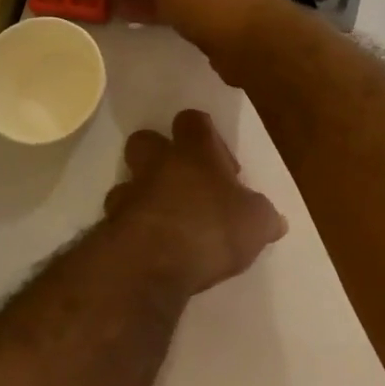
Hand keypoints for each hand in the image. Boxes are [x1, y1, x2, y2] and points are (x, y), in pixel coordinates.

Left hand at [103, 110, 287, 295]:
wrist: (151, 264)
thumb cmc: (210, 229)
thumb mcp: (255, 224)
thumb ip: (263, 216)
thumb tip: (275, 220)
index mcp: (194, 152)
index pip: (193, 121)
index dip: (204, 134)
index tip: (221, 164)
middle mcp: (157, 164)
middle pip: (146, 140)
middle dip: (159, 155)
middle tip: (182, 182)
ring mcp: (129, 193)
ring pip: (127, 181)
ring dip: (142, 195)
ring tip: (164, 220)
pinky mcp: (110, 226)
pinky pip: (118, 219)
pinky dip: (131, 229)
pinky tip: (149, 249)